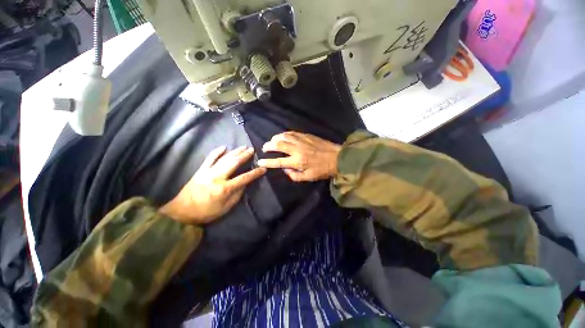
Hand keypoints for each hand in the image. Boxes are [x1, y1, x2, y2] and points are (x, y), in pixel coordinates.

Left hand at [159, 146, 265, 224]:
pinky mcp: (200, 170)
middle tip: (252, 150)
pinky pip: (209, 158)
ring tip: (243, 147)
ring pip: (224, 158)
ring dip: (235, 151)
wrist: (182, 211)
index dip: (255, 173)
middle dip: (245, 156)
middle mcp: (217, 177)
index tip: (263, 168)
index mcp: (225, 188)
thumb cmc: (207, 212)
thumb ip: (237, 194)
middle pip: (234, 163)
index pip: (244, 178)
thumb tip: (244, 183)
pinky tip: (224, 147)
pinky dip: (217, 152)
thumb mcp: (226, 208)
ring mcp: (208, 172)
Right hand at [257, 132, 340, 181]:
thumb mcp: (308, 178)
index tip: (260, 162)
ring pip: (284, 136)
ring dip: (275, 138)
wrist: (337, 158)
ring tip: (272, 141)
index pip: (278, 161)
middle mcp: (297, 150)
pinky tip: (282, 136)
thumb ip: (293, 175)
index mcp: (298, 162)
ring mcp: (302, 141)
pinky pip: (292, 133)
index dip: (267, 162)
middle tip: (264, 148)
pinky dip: (285, 134)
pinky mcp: (306, 135)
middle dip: (268, 146)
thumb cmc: (322, 170)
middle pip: (278, 145)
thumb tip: (285, 169)